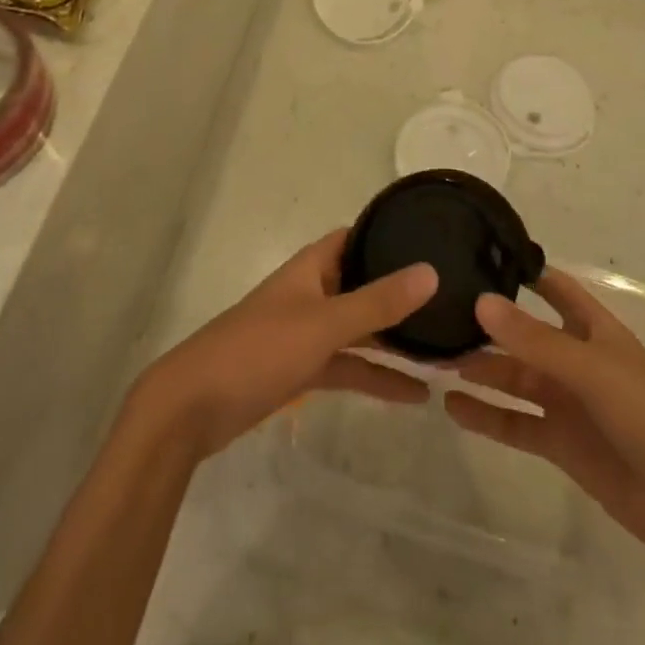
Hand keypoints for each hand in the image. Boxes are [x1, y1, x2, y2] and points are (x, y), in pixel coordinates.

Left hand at [133, 230, 437, 459]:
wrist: (192, 407)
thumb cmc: (259, 350)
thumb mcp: (324, 324)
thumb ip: (377, 302)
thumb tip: (430, 271)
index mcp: (310, 269)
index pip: (355, 237)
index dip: (388, 236)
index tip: (431, 240)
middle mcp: (310, 293)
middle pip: (361, 284)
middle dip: (400, 294)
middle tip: (452, 301)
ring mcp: (303, 333)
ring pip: (357, 330)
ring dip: (393, 342)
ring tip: (445, 354)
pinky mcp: (298, 370)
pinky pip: (346, 365)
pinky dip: (374, 377)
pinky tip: (412, 395)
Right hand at [443, 269, 644, 561]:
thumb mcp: (592, 369)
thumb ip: (535, 339)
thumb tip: (480, 302)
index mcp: (595, 331)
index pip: (556, 289)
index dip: (524, 272)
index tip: (478, 255)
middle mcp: (576, 360)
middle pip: (524, 335)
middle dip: (487, 326)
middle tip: (437, 313)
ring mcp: (567, 402)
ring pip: (514, 378)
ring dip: (479, 370)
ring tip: (434, 358)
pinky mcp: (559, 443)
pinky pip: (514, 422)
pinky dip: (485, 415)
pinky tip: (453, 406)